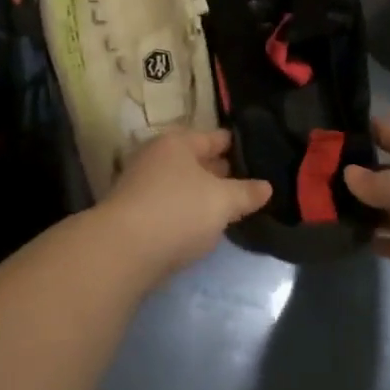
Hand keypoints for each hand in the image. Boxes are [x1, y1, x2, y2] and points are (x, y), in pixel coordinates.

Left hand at [98, 129, 270, 282]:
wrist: (122, 251)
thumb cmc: (178, 212)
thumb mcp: (222, 201)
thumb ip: (246, 193)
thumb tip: (266, 186)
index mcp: (178, 142)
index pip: (214, 138)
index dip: (235, 145)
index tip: (256, 152)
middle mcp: (156, 156)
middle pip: (195, 159)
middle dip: (219, 170)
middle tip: (247, 180)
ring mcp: (141, 184)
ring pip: (182, 183)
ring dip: (202, 192)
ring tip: (228, 204)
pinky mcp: (134, 213)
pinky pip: (170, 204)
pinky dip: (186, 210)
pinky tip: (201, 224)